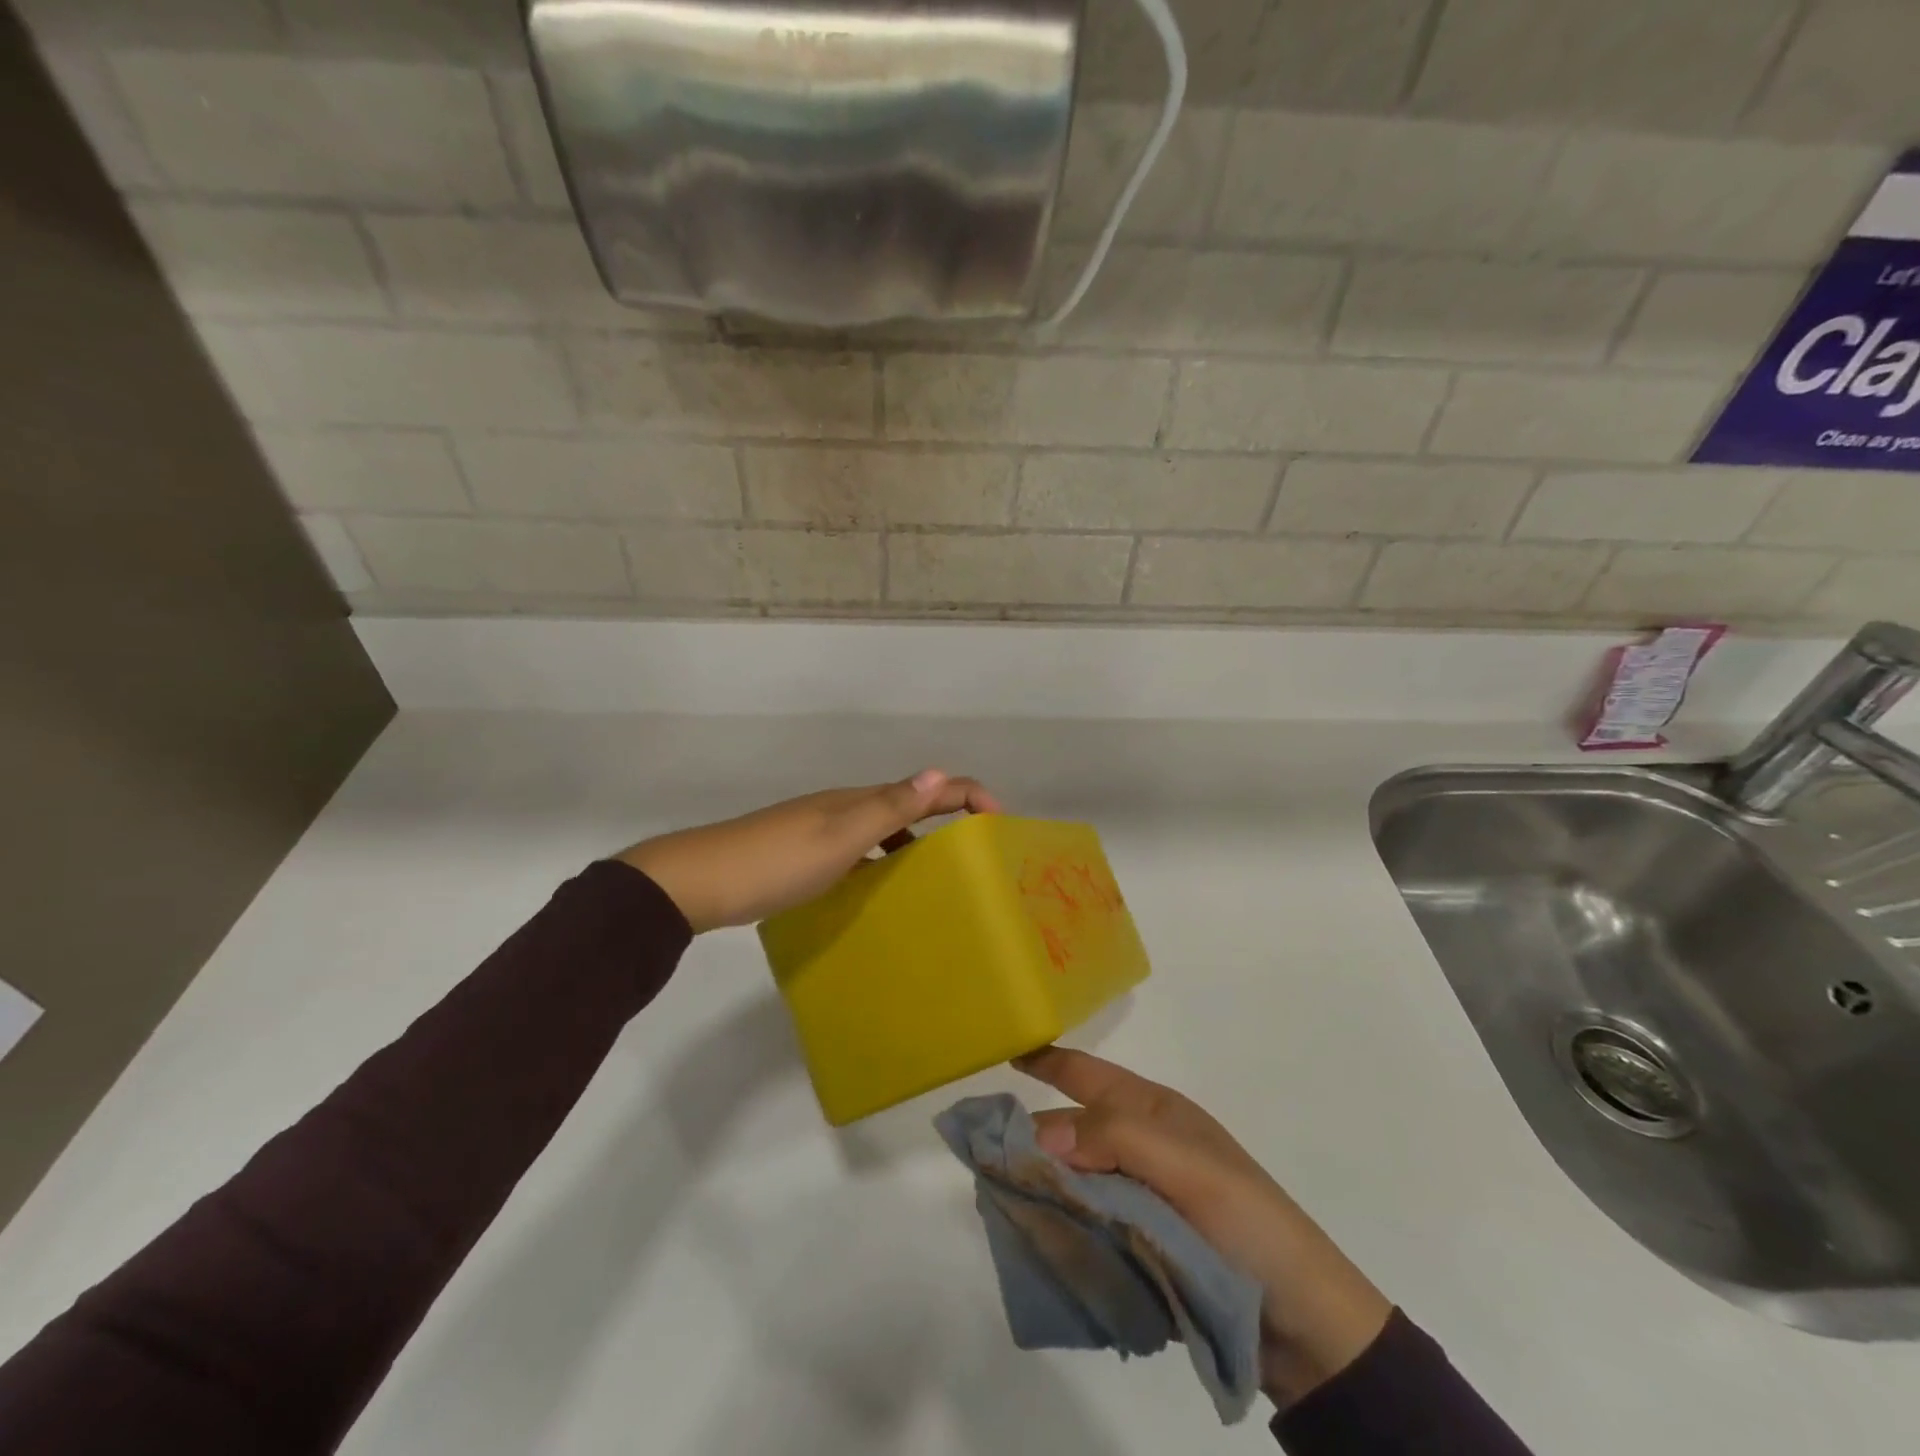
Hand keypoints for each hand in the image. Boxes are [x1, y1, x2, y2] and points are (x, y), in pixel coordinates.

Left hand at [618, 769, 1002, 932]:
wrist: (699, 882)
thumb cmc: (776, 862)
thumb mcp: (840, 838)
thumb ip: (889, 808)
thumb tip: (940, 772)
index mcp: (858, 800)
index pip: (925, 787)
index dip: (967, 794)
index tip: (1000, 822)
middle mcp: (844, 808)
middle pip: (907, 803)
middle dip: (947, 818)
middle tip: (975, 856)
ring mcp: (821, 830)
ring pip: (882, 829)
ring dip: (915, 843)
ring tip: (936, 880)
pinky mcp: (803, 854)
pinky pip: (860, 851)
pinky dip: (882, 862)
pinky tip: (879, 890)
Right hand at [1017, 1047, 1391, 1408]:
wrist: (1307, 1325)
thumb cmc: (1250, 1225)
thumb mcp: (1190, 1167)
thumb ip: (1116, 1137)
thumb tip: (1041, 1133)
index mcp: (1155, 1113)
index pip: (1088, 1074)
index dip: (1046, 1059)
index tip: (1001, 1048)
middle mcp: (1142, 1145)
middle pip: (1072, 1127)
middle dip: (1031, 1133)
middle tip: (980, 1149)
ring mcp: (1141, 1196)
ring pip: (1075, 1177)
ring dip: (1040, 1182)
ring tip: (994, 1197)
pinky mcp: (1141, 1243)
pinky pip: (1087, 1223)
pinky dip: (1060, 1224)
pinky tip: (1032, 1236)